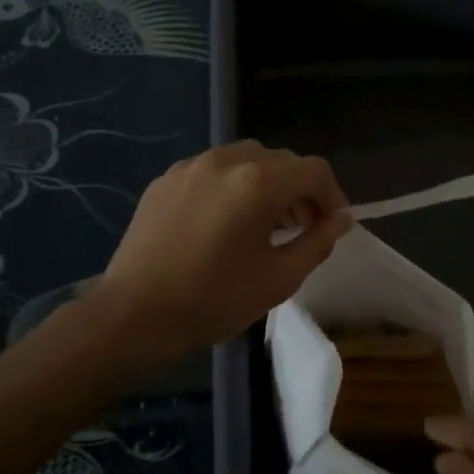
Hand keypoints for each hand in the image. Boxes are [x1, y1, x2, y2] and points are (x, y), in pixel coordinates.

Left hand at [88, 141, 350, 361]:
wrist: (133, 314)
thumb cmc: (213, 299)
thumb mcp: (279, 279)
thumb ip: (318, 242)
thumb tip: (340, 219)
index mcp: (258, 183)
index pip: (314, 171)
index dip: (333, 195)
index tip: (333, 225)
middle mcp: (226, 160)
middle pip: (281, 160)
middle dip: (301, 189)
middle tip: (305, 226)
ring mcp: (192, 166)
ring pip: (247, 159)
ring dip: (268, 183)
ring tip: (268, 221)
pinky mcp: (167, 179)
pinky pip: (214, 170)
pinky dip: (234, 185)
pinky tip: (227, 221)